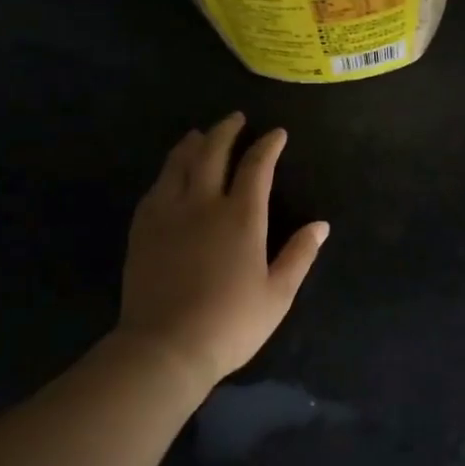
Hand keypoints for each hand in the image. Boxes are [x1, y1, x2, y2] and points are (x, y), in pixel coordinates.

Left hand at [117, 113, 328, 390]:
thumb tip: (321, 225)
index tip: (276, 133)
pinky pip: (156, 187)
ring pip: (179, 163)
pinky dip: (168, 170)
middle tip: (236, 118)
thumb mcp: (278, 294)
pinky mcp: (143, 228)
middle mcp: (203, 203)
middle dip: (226, 131)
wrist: (165, 347)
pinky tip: (171, 172)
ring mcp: (168, 213)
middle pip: (212, 152)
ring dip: (193, 143)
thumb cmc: (230, 323)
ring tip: (201, 133)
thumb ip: (300, 255)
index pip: (256, 167)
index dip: (268, 145)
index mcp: (242, 217)